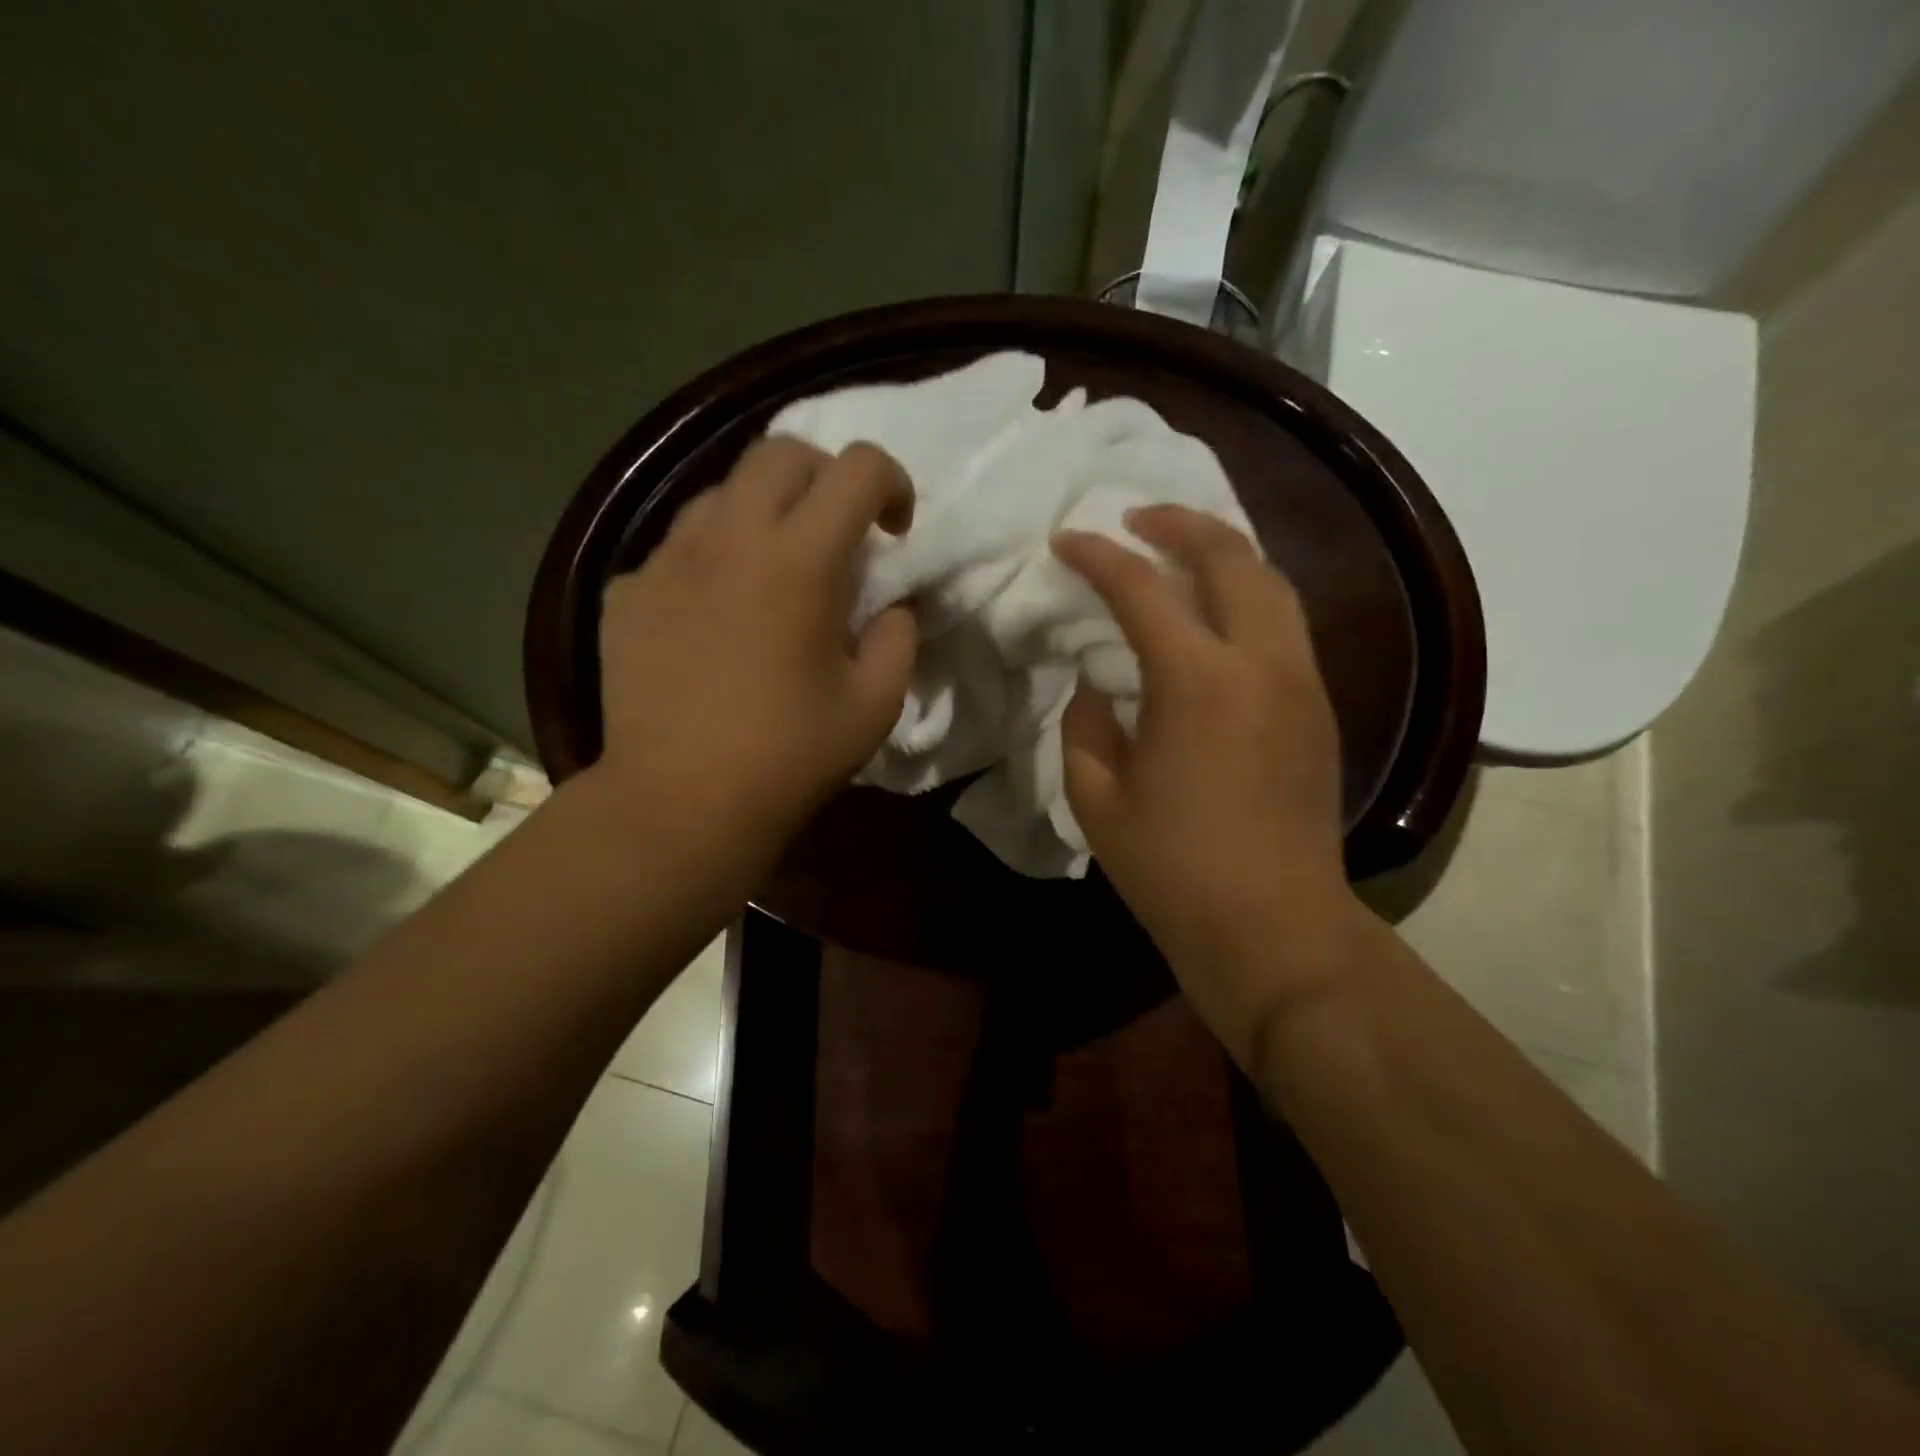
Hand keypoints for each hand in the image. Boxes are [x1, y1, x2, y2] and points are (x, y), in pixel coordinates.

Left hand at [590, 438, 917, 859]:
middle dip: (826, 477)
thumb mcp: (875, 705)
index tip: (895, 532)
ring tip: (773, 571)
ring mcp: (667, 559)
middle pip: (781, 453)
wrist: (678, 804)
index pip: (857, 467)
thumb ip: (898, 638)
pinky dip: (712, 560)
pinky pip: (678, 547)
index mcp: (799, 560)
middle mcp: (728, 537)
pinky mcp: (628, 590)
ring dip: (764, 513)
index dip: (892, 483)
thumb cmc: (788, 757)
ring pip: (721, 492)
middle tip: (839, 534)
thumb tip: (891, 606)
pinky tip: (716, 615)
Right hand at [1052, 505, 1363, 1067]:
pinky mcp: (1321, 706)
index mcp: (1197, 681)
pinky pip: (1285, 622)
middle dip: (1178, 524)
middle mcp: (1261, 662)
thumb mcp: (1097, 797)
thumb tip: (1098, 685)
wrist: (1274, 927)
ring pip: (1272, 581)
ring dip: (1223, 551)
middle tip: (1134, 519)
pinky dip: (1249, 593)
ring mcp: (1302, 681)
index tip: (1065, 541)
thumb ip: (1086, 724)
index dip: (1097, 556)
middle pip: (1230, 555)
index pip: (1140, 589)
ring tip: (1180, 548)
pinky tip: (1218, 609)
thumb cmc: (1173, 869)